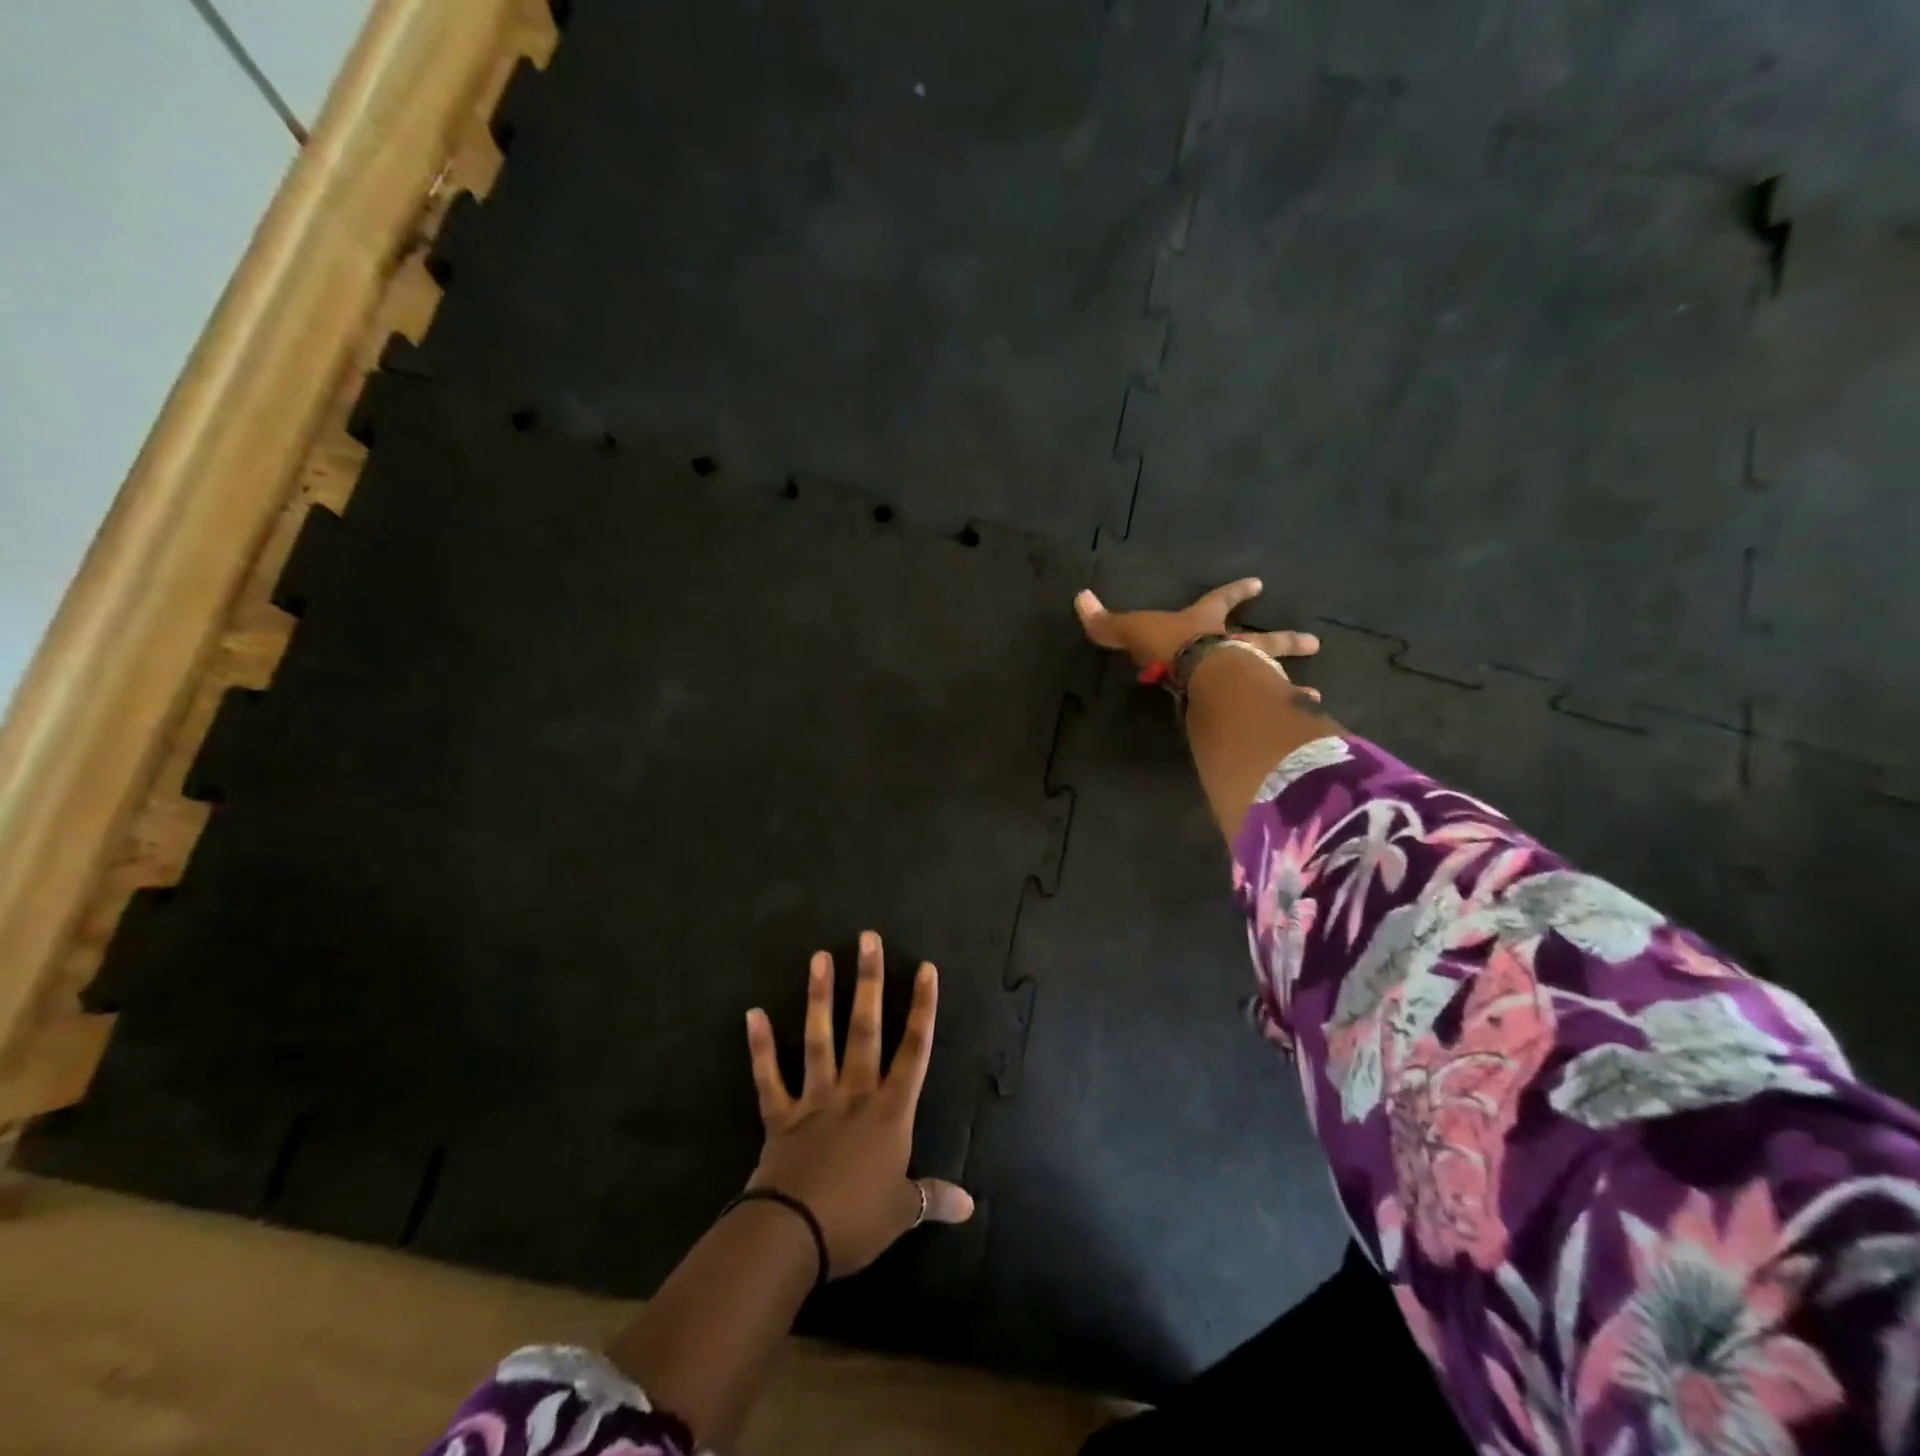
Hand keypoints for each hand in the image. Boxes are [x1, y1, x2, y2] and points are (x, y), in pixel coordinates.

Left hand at [744, 931, 973, 1277]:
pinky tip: (752, 1014)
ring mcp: (815, 1101)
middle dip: (870, 982)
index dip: (923, 1008)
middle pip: (865, 1029)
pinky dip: (760, 1048)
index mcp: (889, 1112)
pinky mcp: (781, 1117)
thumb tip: (971, 1205)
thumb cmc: (855, 1221)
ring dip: (820, 998)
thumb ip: (933, 1197)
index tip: (926, 968)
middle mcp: (854, 1094)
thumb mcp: (902, 1212)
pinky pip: (769, 1078)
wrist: (793, 1236)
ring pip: (819, 1040)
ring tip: (819, 957)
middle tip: (868, 939)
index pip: (914, 1050)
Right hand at [1075, 577, 1322, 687]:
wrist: (1203, 674)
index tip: (1260, 584)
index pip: (1220, 602)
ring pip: (1277, 673)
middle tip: (1314, 644)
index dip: (1236, 593)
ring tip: (1313, 692)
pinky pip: (1279, 706)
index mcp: (1205, 625)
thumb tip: (1079, 598)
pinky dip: (1293, 711)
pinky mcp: (1258, 701)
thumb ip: (1108, 623)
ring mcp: (1251, 672)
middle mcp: (1234, 646)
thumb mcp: (1134, 631)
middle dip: (1285, 640)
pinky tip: (1308, 718)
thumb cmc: (1170, 648)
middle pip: (1264, 639)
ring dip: (1292, 678)